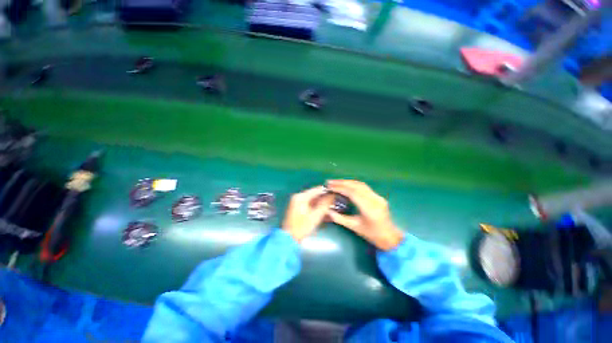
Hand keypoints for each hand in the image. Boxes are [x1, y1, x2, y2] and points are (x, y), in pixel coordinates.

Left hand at [283, 186, 334, 242]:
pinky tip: (324, 211)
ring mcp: (297, 202)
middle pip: (315, 195)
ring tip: (332, 207)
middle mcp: (298, 197)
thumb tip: (332, 196)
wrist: (289, 238)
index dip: (327, 191)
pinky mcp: (298, 208)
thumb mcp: (315, 216)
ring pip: (313, 200)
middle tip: (335, 202)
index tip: (336, 193)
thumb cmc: (302, 227)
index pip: (317, 189)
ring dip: (322, 203)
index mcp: (301, 197)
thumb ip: (325, 204)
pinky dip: (317, 207)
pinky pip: (310, 205)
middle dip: (325, 198)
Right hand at [326, 180, 403, 250]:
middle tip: (330, 182)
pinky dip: (353, 184)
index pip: (352, 193)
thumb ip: (339, 218)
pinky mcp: (378, 196)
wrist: (390, 237)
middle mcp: (374, 200)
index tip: (330, 186)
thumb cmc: (371, 234)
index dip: (340, 188)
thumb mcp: (354, 227)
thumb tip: (327, 211)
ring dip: (347, 182)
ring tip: (336, 182)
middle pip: (356, 186)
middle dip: (342, 182)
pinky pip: (364, 187)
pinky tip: (346, 185)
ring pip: (360, 185)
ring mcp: (377, 197)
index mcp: (369, 208)